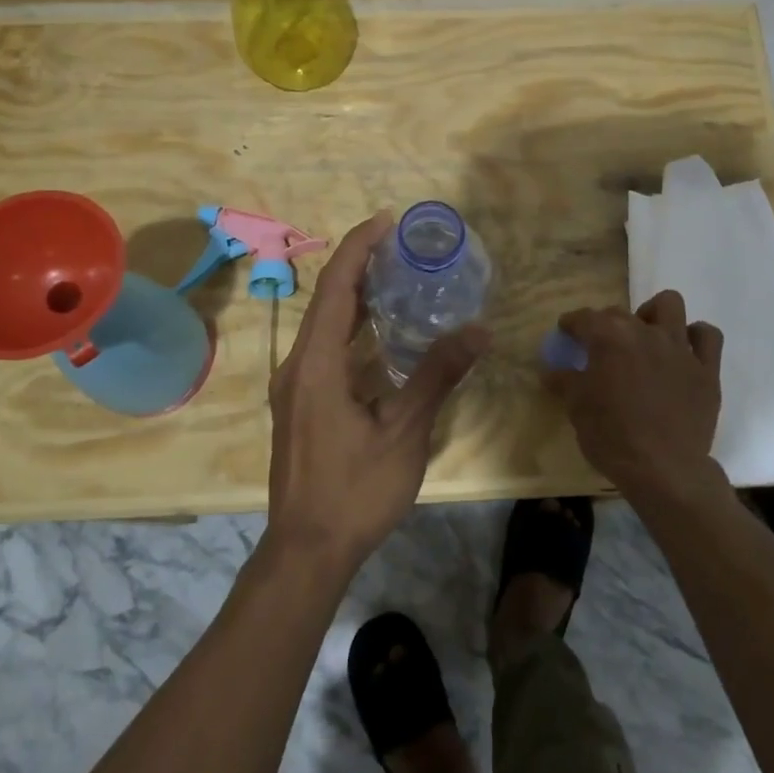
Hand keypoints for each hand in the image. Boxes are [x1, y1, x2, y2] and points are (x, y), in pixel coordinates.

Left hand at [265, 211, 488, 575]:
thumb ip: (437, 375)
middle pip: (327, 300)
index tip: (387, 221)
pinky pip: (325, 350)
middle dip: (360, 266)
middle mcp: (297, 366)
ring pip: (324, 326)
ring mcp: (295, 388)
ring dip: (356, 298)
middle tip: (402, 247)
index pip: (336, 287)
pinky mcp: (301, 406)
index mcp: (316, 363)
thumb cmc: (354, 490)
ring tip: (396, 279)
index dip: (359, 247)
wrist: (306, 551)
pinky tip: (382, 337)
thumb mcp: (403, 432)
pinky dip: (352, 330)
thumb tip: (478, 330)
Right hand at [548, 291, 725, 508]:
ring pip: (670, 305)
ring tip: (645, 335)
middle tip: (600, 348)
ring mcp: (680, 348)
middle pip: (621, 313)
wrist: (664, 470)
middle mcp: (645, 333)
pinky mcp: (707, 369)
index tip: (566, 332)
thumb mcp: (577, 409)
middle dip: (606, 324)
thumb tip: (551, 370)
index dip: (571, 324)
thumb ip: (565, 382)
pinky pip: (707, 336)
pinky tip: (684, 350)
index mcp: (610, 338)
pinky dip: (695, 337)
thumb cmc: (612, 437)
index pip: (584, 318)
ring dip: (654, 314)